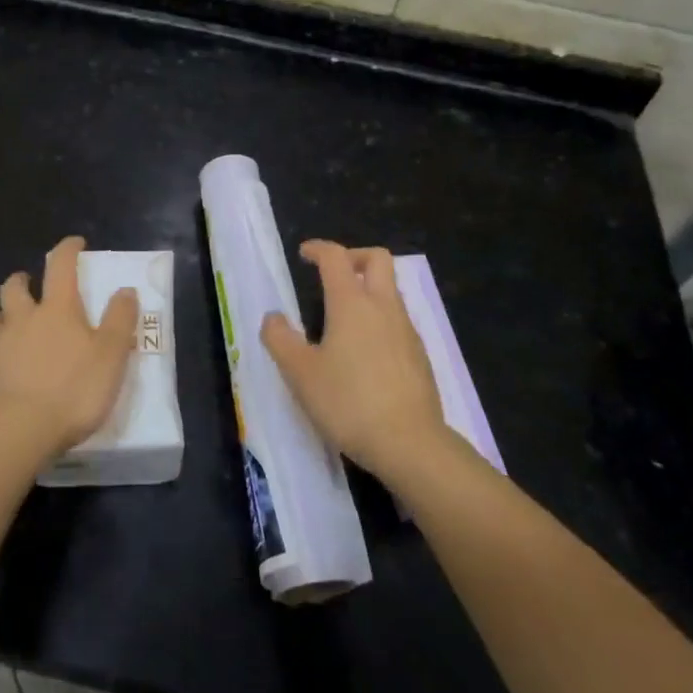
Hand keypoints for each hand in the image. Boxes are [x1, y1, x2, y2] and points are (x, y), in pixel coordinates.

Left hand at [0, 236, 138, 460]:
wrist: (15, 432)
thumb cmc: (72, 390)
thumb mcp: (111, 356)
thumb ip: (120, 320)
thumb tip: (126, 290)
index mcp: (57, 309)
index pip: (60, 265)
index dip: (68, 249)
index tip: (75, 244)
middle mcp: (23, 319)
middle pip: (14, 287)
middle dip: (22, 280)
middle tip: (30, 285)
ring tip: (8, 325)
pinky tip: (0, 369)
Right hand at [261, 240, 447, 482]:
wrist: (411, 443)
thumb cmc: (349, 402)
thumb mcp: (301, 374)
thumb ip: (280, 340)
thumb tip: (273, 317)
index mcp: (352, 303)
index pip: (336, 257)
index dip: (318, 249)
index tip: (304, 253)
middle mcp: (383, 307)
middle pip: (377, 259)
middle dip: (354, 256)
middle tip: (332, 274)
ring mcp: (407, 330)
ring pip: (391, 291)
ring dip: (368, 289)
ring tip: (343, 318)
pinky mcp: (420, 356)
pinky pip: (399, 321)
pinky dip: (380, 319)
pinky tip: (365, 352)